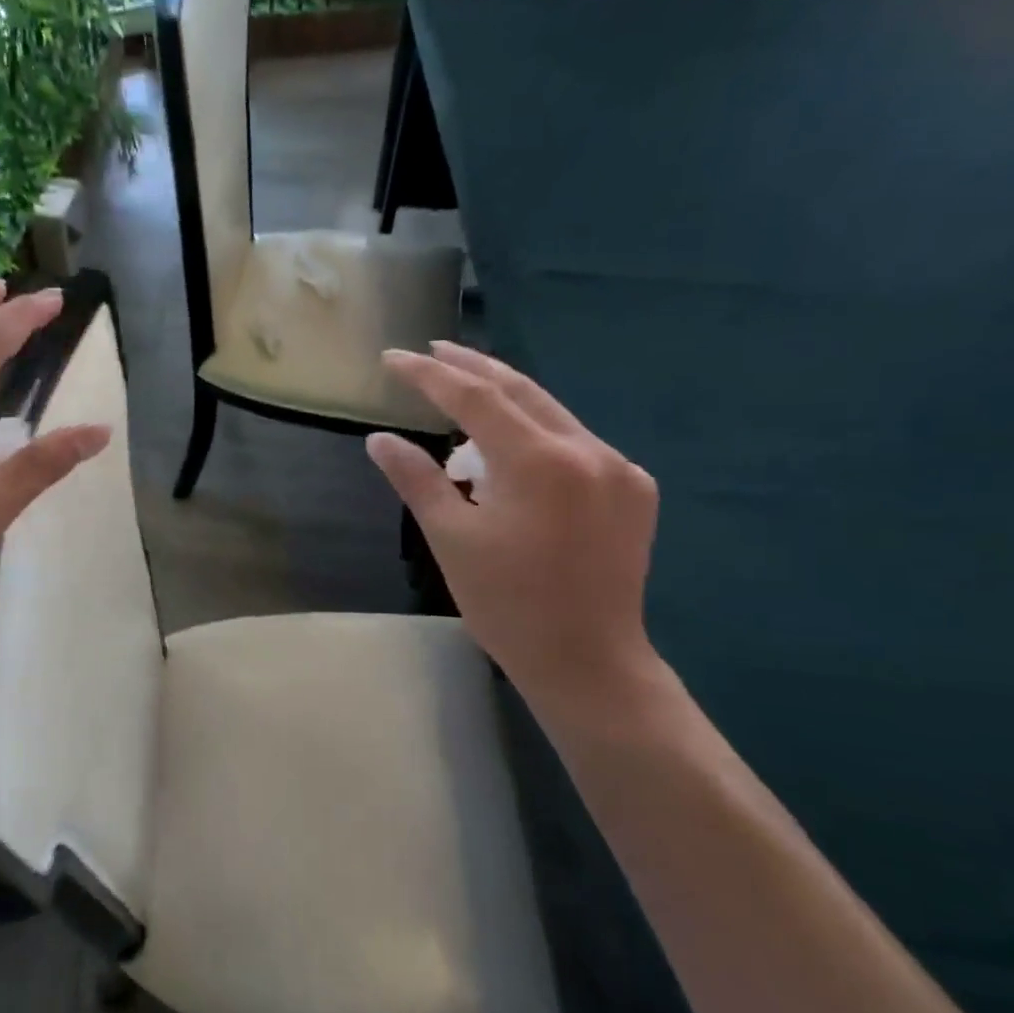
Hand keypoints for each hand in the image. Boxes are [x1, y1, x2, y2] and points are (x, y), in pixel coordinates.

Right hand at [368, 342, 659, 711]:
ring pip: (551, 413)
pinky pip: (576, 441)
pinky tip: (513, 444)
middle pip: (520, 390)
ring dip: (505, 398)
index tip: (394, 358)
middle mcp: (588, 450)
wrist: (589, 662)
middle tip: (433, 350)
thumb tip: (379, 439)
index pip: (475, 398)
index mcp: (539, 462)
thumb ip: (416, 479)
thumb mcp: (451, 540)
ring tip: (464, 390)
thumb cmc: (508, 606)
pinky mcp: (634, 488)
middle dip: (472, 367)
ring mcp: (619, 467)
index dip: (430, 375)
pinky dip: (537, 432)